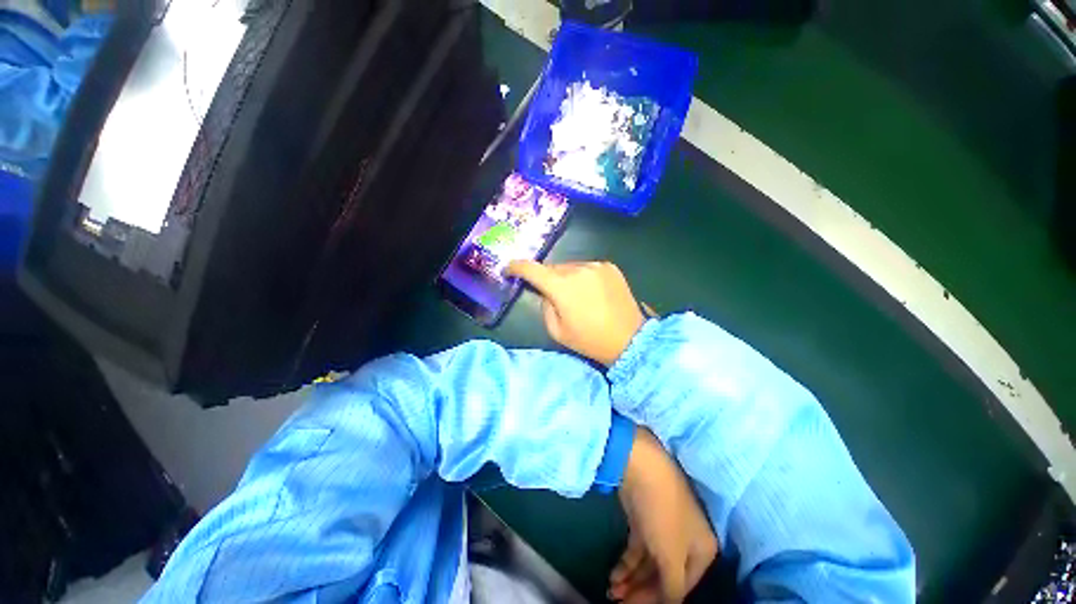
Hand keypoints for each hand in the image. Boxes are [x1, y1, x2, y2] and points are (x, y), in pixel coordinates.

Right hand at [505, 260, 644, 365]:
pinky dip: (583, 276)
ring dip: (566, 277)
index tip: (508, 268)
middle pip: (552, 268)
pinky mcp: (610, 267)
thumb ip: (545, 306)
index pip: (531, 269)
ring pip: (570, 267)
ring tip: (576, 296)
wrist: (629, 339)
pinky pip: (587, 268)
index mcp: (561, 286)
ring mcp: (596, 265)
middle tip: (551, 294)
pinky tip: (591, 292)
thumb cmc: (590, 339)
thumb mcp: (557, 330)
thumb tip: (546, 292)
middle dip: (547, 278)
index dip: (516, 267)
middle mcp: (578, 269)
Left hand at [611, 428, 716, 603]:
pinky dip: (627, 562)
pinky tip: (615, 574)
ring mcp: (663, 526)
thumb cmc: (663, 510)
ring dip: (632, 580)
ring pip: (649, 562)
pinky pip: (638, 547)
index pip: (683, 587)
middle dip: (641, 591)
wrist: (640, 462)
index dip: (658, 601)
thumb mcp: (672, 554)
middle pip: (664, 575)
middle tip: (617, 601)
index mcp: (703, 549)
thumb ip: (672, 587)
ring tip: (612, 591)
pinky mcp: (643, 516)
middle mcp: (686, 539)